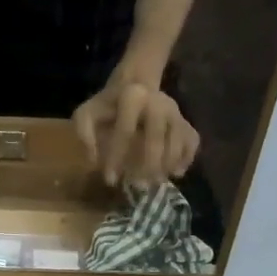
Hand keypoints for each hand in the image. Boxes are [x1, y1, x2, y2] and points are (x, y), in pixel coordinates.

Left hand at [73, 70, 199, 187]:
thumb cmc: (107, 108)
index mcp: (133, 97)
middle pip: (156, 138)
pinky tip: (175, 173)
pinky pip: (192, 142)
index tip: (109, 180)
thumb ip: (84, 133)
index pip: (125, 130)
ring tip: (153, 183)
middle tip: (137, 186)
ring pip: (176, 142)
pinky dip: (186, 159)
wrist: (134, 89)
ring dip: (165, 167)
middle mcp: (159, 102)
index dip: (116, 157)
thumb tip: (94, 160)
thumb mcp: (87, 114)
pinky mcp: (186, 122)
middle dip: (146, 166)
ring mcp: (176, 112)